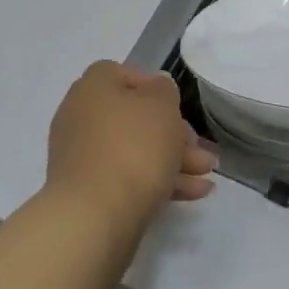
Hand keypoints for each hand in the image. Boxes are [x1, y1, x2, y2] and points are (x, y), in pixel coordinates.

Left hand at [45, 62, 215, 237]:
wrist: (95, 214)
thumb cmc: (132, 146)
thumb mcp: (161, 106)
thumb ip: (163, 90)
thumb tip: (155, 87)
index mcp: (93, 87)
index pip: (123, 74)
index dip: (155, 87)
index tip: (179, 107)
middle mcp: (82, 115)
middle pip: (133, 117)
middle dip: (173, 133)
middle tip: (200, 149)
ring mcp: (83, 155)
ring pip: (134, 149)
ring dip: (172, 159)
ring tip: (206, 175)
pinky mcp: (89, 190)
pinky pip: (127, 176)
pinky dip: (158, 181)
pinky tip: (193, 193)